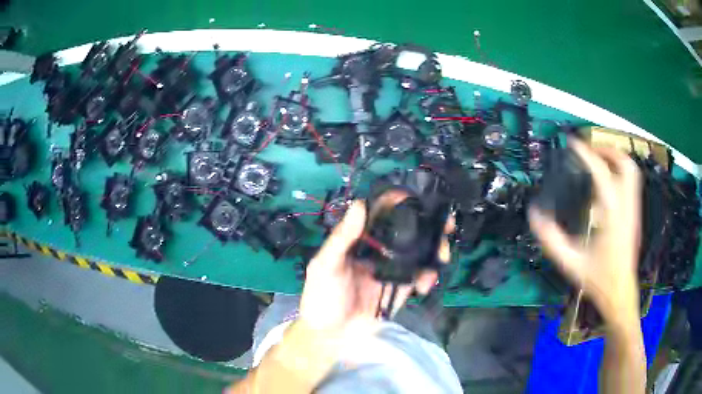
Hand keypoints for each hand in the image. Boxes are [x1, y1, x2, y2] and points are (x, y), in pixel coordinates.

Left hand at [299, 199, 450, 334]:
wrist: (332, 334)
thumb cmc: (322, 296)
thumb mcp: (325, 266)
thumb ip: (342, 237)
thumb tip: (360, 204)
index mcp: (359, 239)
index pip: (381, 213)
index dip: (398, 201)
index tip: (416, 197)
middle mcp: (378, 249)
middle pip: (408, 229)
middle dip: (429, 224)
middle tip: (446, 223)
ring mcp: (392, 268)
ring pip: (419, 251)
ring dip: (435, 249)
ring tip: (443, 253)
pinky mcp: (401, 287)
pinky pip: (420, 276)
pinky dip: (429, 276)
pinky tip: (426, 283)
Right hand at [529, 139, 641, 324]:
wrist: (620, 292)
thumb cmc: (598, 279)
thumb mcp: (570, 263)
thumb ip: (551, 239)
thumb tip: (534, 214)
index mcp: (612, 217)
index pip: (601, 174)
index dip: (586, 154)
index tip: (573, 143)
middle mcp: (626, 208)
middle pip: (625, 165)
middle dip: (607, 150)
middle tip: (591, 149)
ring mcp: (634, 210)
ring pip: (633, 171)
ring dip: (617, 158)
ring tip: (600, 158)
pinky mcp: (635, 214)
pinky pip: (632, 183)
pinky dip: (621, 171)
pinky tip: (609, 180)